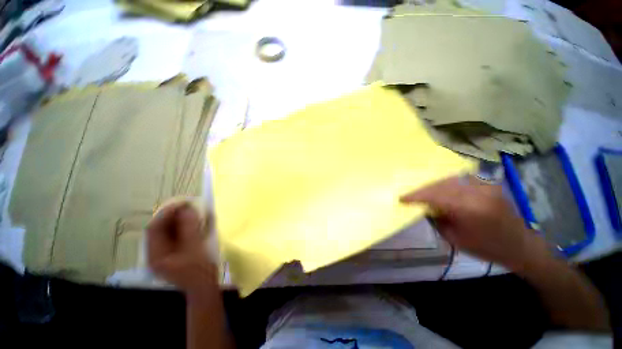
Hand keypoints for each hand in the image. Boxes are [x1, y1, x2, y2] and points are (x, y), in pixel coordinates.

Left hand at [147, 201, 217, 293]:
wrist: (204, 287)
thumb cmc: (199, 270)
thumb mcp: (195, 248)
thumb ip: (189, 228)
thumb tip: (187, 208)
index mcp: (156, 255)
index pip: (154, 228)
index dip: (166, 213)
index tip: (182, 203)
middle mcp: (155, 253)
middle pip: (159, 228)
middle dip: (173, 215)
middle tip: (188, 205)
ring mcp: (164, 253)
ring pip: (168, 231)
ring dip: (178, 219)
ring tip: (192, 211)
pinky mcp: (173, 253)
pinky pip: (175, 235)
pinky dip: (183, 226)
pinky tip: (193, 222)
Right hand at [400, 176, 549, 269]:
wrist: (520, 245)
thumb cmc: (486, 248)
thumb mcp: (455, 238)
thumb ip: (437, 219)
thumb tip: (424, 207)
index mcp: (470, 209)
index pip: (435, 195)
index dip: (416, 195)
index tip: (402, 198)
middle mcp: (478, 192)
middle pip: (441, 184)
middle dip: (423, 190)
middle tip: (411, 196)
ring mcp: (485, 186)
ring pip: (450, 180)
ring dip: (434, 186)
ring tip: (424, 193)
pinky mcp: (488, 184)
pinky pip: (460, 180)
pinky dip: (447, 185)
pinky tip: (441, 190)